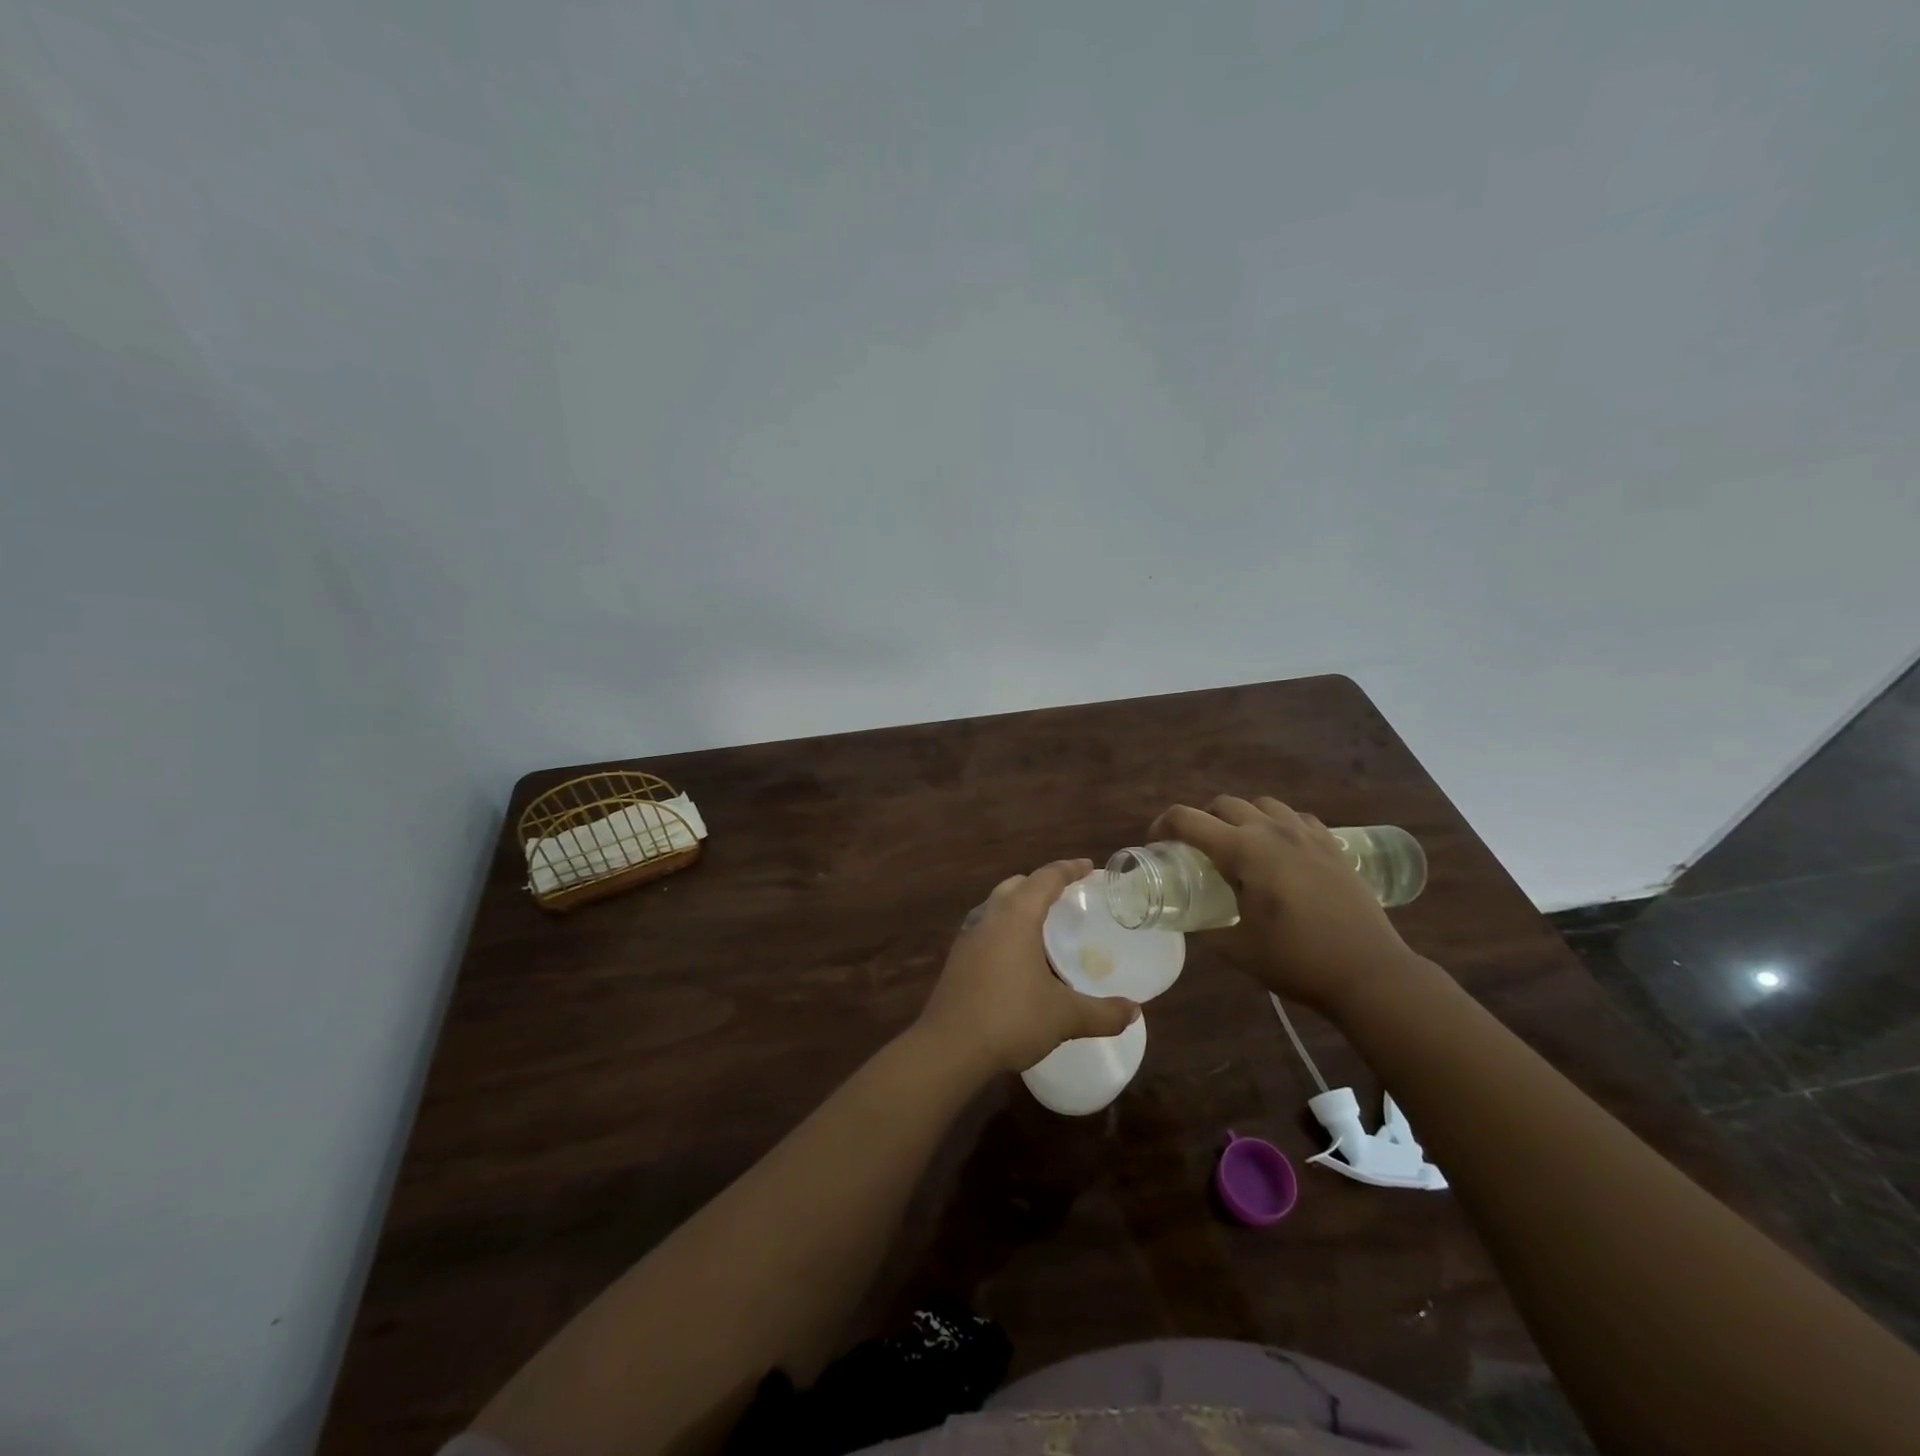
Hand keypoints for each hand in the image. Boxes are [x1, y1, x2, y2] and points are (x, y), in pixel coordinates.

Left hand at [915, 858, 1141, 1076]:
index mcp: (1016, 916)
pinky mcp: (957, 958)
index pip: (1045, 878)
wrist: (949, 1048)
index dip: (1069, 869)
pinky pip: (985, 928)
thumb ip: (1102, 1013)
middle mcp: (989, 916)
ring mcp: (968, 936)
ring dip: (1019, 906)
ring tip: (1043, 926)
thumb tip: (1134, 1011)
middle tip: (1067, 898)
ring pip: (996, 905)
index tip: (1088, 867)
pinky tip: (1016, 956)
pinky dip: (1004, 928)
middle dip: (1041, 885)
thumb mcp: (1064, 1016)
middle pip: (1016, 885)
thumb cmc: (1010, 1018)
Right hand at [1150, 796, 1425, 1015]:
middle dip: (1202, 820)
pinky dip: (1279, 825)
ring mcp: (1307, 835)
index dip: (1163, 826)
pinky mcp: (1333, 846)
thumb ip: (1206, 929)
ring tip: (1240, 846)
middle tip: (1196, 849)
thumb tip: (1188, 920)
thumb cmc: (1297, 961)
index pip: (1188, 820)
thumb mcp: (1237, 950)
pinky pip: (1297, 819)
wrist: (1370, 973)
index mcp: (1243, 851)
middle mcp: (1272, 831)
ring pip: (1262, 804)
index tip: (1156, 843)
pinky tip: (1282, 851)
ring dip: (1241, 817)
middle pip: (1224, 804)